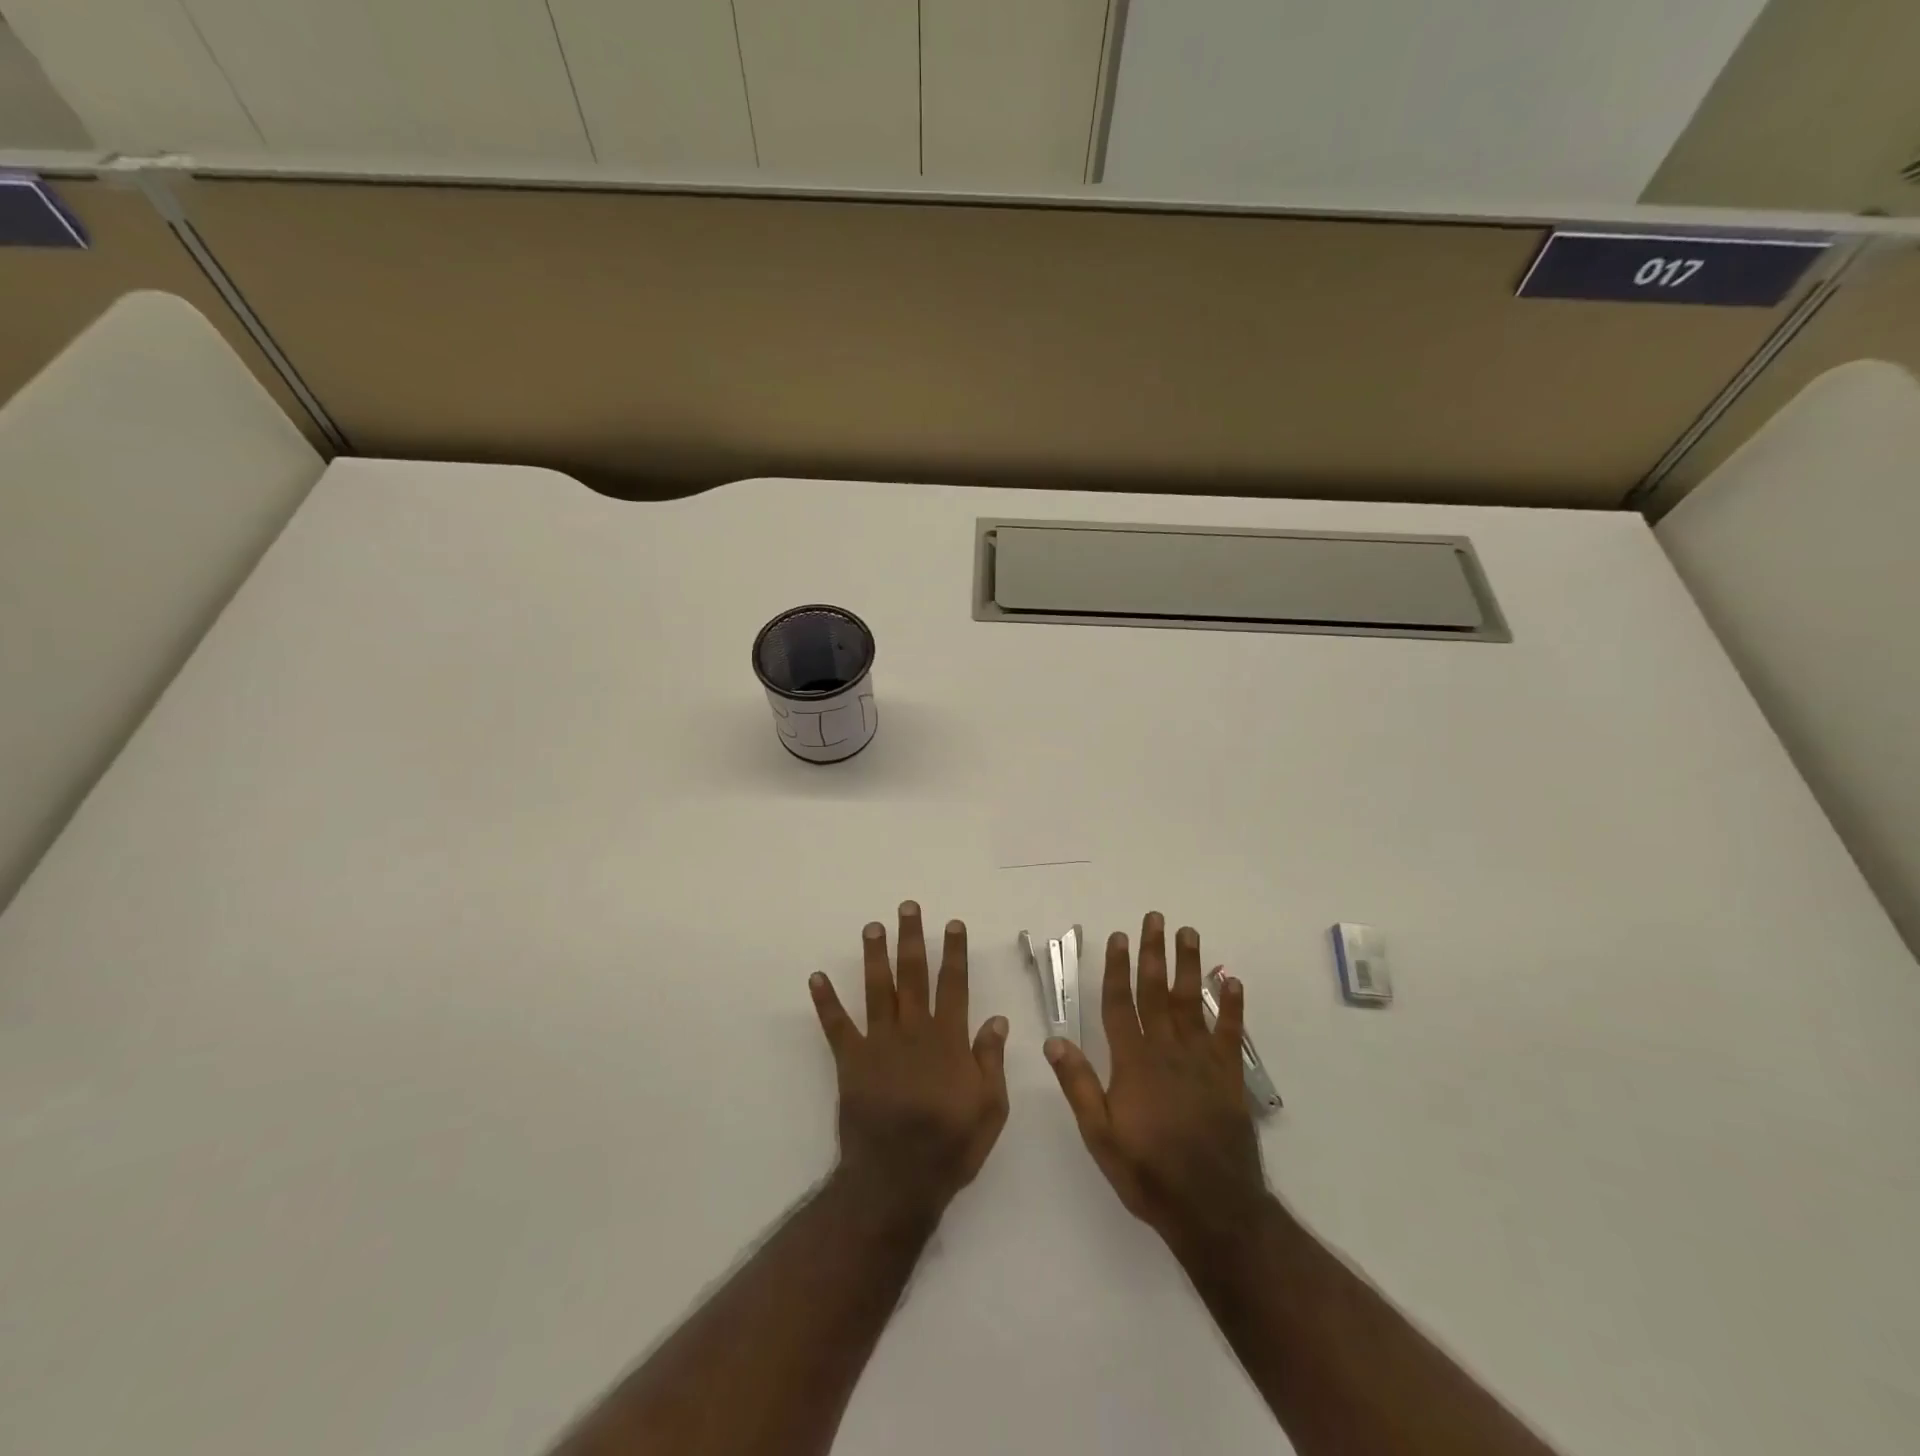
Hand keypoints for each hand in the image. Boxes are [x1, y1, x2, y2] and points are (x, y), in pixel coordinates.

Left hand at [809, 902, 1009, 1223]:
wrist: (897, 1181)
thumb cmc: (950, 1145)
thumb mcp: (990, 1108)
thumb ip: (991, 1060)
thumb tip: (997, 1019)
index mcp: (948, 1040)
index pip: (954, 985)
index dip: (954, 953)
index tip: (952, 924)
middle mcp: (913, 1031)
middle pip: (914, 975)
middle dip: (912, 939)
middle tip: (907, 908)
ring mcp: (879, 1044)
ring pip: (878, 989)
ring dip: (875, 956)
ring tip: (872, 926)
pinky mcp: (851, 1061)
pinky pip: (836, 1026)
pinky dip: (825, 1001)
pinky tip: (816, 977)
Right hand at [1045, 913, 1269, 1253]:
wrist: (1213, 1208)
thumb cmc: (1148, 1172)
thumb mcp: (1099, 1135)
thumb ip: (1078, 1085)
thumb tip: (1053, 1040)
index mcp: (1133, 1062)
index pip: (1120, 1004)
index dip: (1116, 969)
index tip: (1117, 938)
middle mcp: (1167, 1051)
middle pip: (1157, 992)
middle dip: (1153, 953)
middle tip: (1154, 918)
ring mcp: (1201, 1061)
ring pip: (1192, 1002)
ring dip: (1190, 965)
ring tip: (1188, 933)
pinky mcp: (1229, 1077)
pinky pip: (1230, 1034)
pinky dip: (1232, 1007)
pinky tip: (1232, 981)